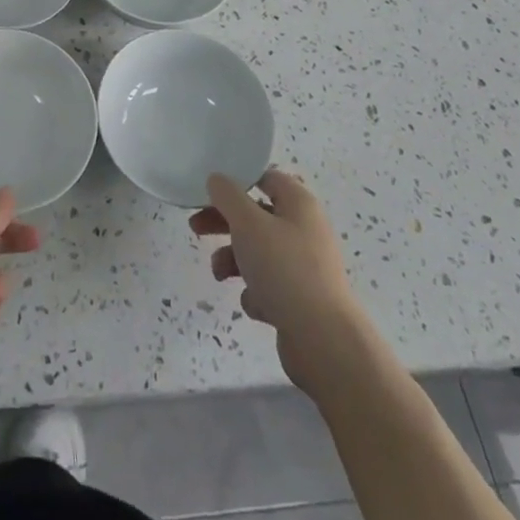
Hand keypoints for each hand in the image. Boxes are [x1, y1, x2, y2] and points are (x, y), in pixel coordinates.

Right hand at [192, 169, 364, 397]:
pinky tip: (256, 305)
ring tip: (219, 274)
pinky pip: (269, 285)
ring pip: (259, 251)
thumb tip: (217, 179)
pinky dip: (256, 292)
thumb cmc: (284, 269)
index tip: (210, 191)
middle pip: (257, 216)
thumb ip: (227, 196)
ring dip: (234, 259)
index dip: (238, 180)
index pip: (266, 177)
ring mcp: (305, 266)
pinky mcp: (301, 299)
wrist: (323, 341)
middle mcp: (305, 230)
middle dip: (225, 223)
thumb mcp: (247, 223)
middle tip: (196, 227)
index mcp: (299, 204)